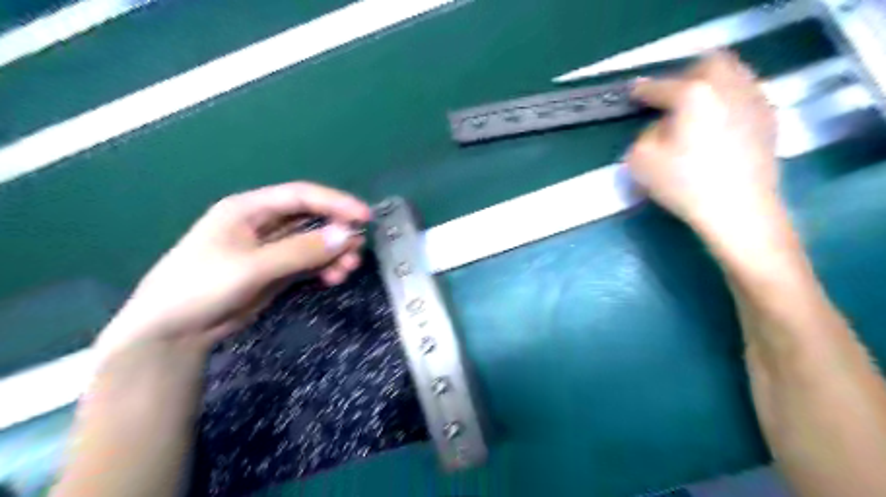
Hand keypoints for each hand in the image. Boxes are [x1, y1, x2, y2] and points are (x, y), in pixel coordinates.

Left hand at [95, 181, 370, 355]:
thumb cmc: (201, 287)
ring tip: (348, 269)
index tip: (364, 217)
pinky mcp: (276, 271)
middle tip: (356, 251)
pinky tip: (333, 279)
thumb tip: (347, 235)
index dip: (335, 203)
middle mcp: (263, 224)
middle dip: (337, 232)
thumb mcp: (252, 267)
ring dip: (334, 253)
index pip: (301, 196)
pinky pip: (309, 263)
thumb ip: (301, 250)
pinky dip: (324, 268)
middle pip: (311, 219)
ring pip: (314, 243)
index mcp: (250, 209)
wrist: (171, 331)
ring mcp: (271, 249)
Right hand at [626, 50, 777, 235]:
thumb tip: (661, 126)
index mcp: (693, 94)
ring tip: (697, 105)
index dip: (643, 90)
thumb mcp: (641, 161)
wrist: (738, 209)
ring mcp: (753, 100)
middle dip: (686, 74)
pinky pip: (746, 94)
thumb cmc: (684, 184)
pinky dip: (729, 99)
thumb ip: (644, 134)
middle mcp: (727, 86)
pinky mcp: (769, 118)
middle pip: (709, 63)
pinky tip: (719, 121)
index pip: (661, 86)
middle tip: (671, 95)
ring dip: (711, 83)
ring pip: (734, 74)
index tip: (633, 93)